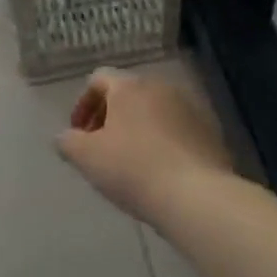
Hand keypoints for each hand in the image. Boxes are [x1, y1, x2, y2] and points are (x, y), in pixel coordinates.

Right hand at [56, 68, 232, 220]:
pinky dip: (163, 142)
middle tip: (101, 148)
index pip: (98, 79)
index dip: (83, 104)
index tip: (79, 134)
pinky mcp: (211, 131)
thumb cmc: (133, 169)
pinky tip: (160, 170)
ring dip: (138, 129)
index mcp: (129, 86)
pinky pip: (178, 129)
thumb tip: (65, 137)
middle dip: (110, 117)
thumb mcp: (86, 157)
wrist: (197, 196)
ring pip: (154, 111)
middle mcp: (161, 87)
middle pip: (128, 94)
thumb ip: (67, 142)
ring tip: (131, 162)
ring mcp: (191, 107)